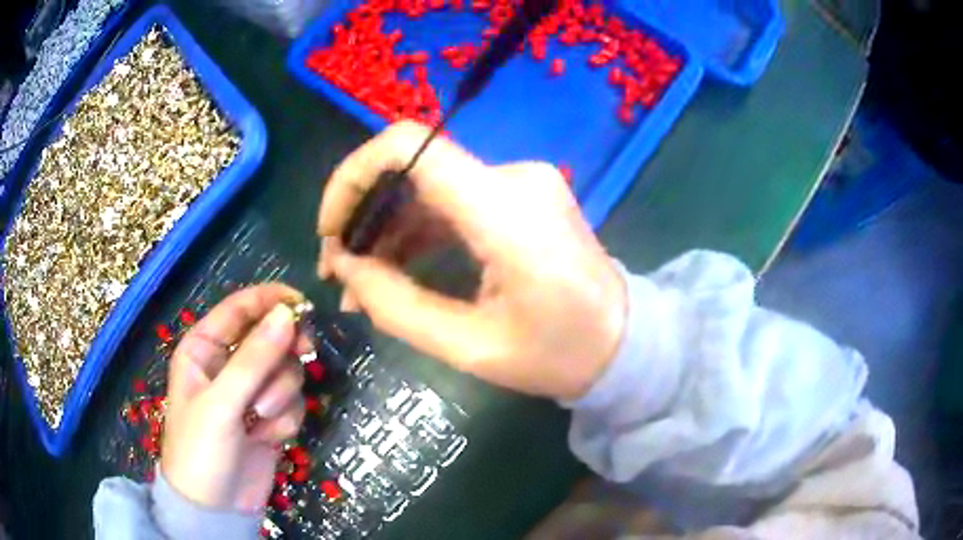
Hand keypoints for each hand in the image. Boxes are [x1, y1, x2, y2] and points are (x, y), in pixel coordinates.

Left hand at [161, 284, 311, 511]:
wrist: (216, 507)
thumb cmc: (201, 448)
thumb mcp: (221, 402)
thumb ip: (254, 358)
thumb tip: (288, 314)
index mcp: (205, 348)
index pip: (240, 308)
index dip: (271, 300)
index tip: (303, 305)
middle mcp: (228, 364)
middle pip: (271, 337)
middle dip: (283, 352)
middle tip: (303, 352)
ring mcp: (251, 393)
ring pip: (285, 371)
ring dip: (280, 394)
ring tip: (261, 419)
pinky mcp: (269, 418)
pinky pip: (292, 403)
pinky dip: (285, 419)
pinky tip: (266, 437)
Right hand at [317, 121, 625, 400]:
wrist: (624, 342)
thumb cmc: (559, 354)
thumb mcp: (472, 347)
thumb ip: (397, 306)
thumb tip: (344, 266)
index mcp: (506, 209)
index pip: (410, 146)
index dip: (353, 175)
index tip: (330, 228)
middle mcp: (513, 177)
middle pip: (412, 168)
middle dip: (362, 215)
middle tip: (338, 271)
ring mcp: (519, 182)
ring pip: (427, 187)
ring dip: (386, 229)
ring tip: (358, 283)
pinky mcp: (519, 196)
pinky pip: (451, 201)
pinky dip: (417, 231)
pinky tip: (393, 270)